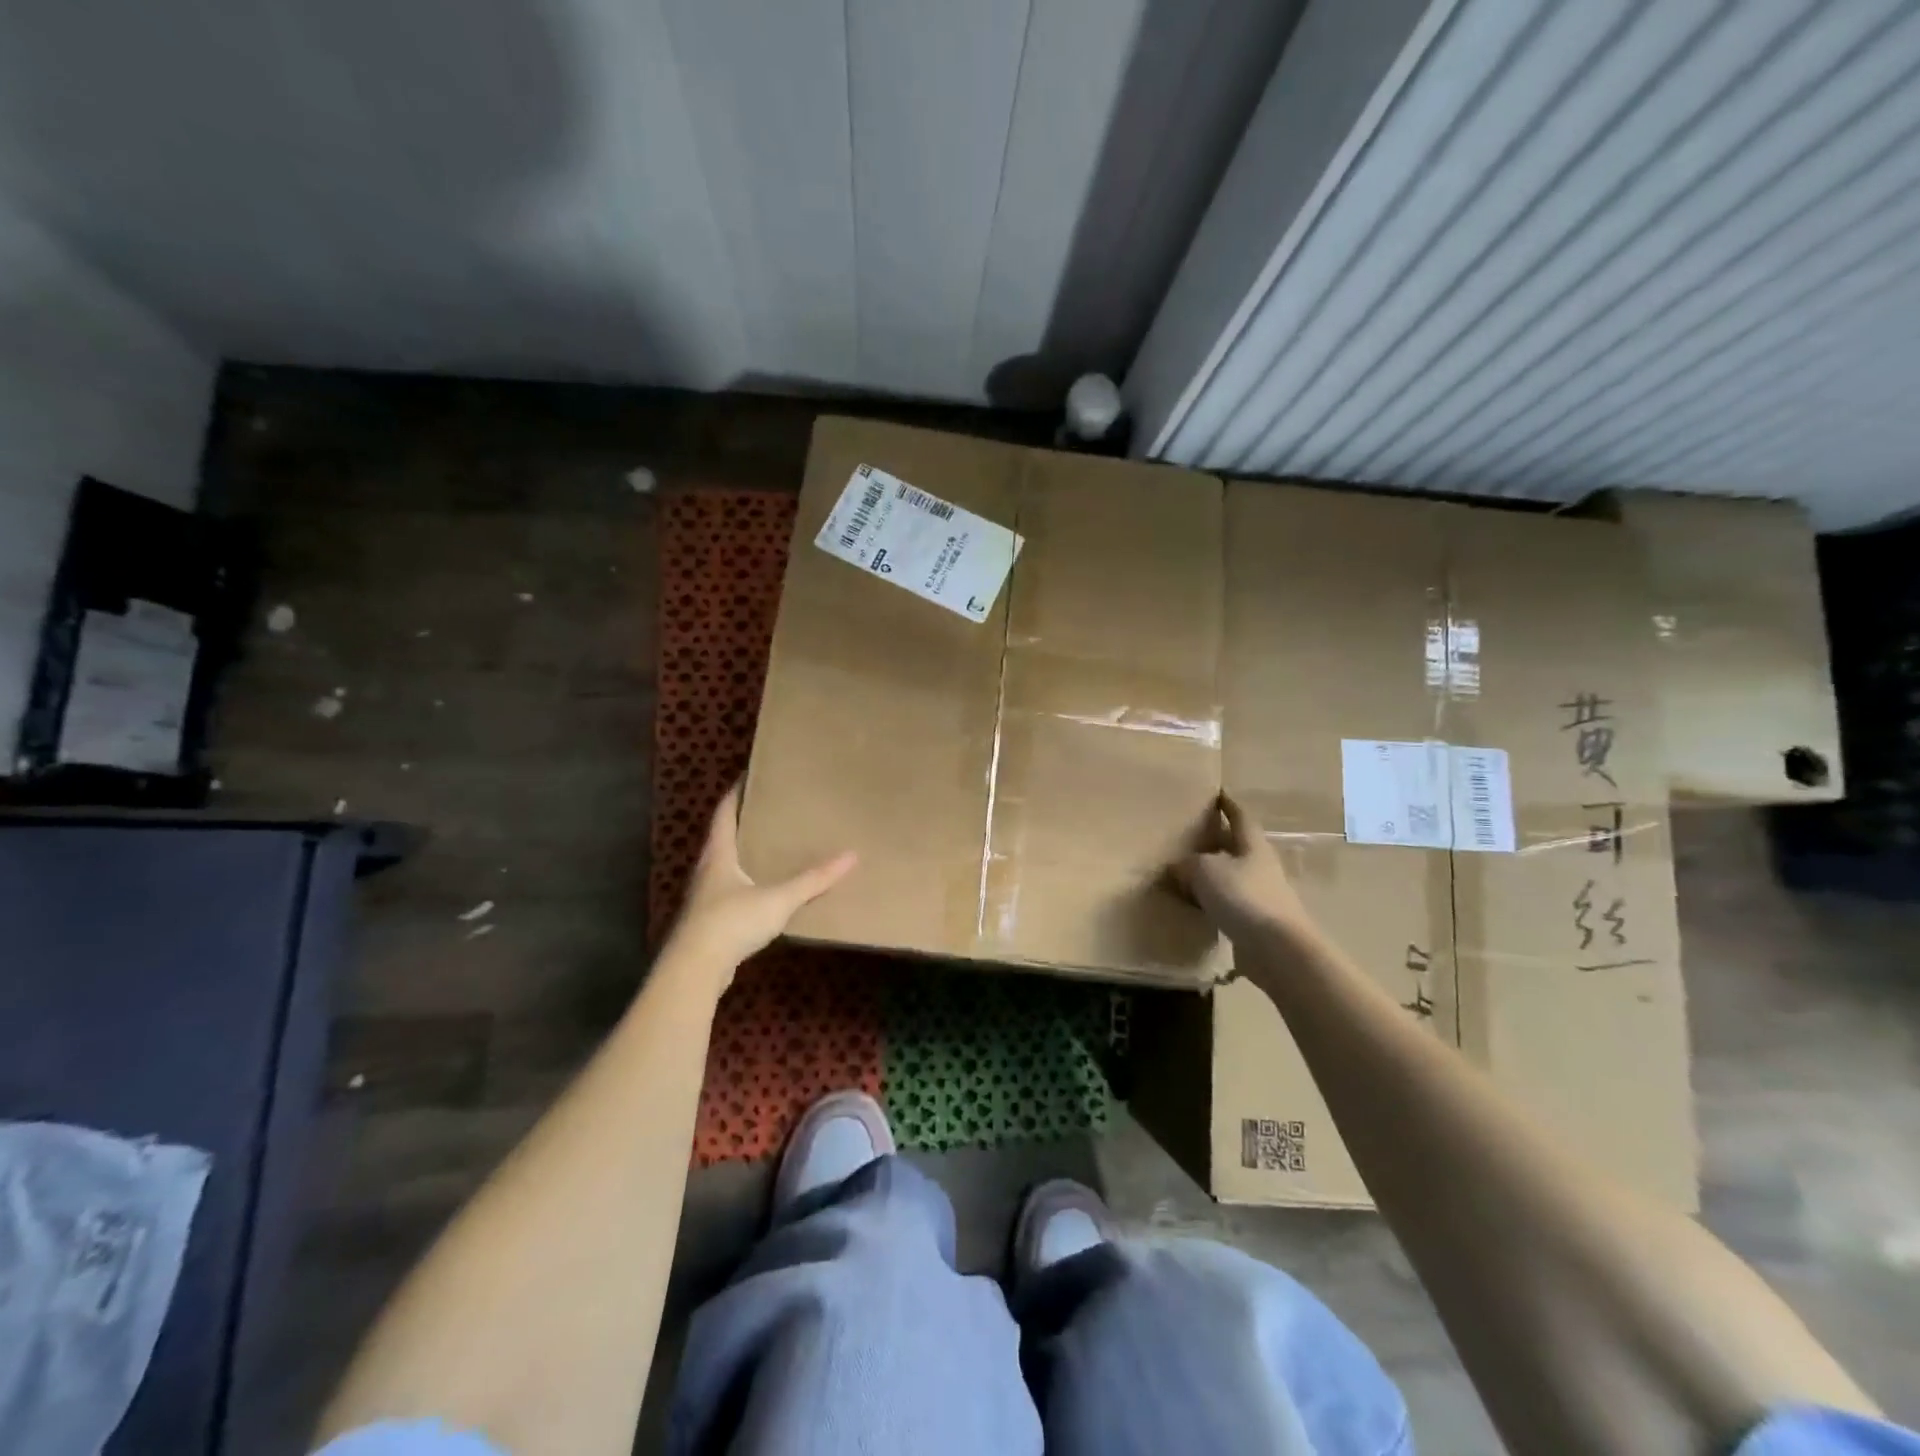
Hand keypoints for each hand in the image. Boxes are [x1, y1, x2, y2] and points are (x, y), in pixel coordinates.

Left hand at [670, 783, 856, 976]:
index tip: (749, 775)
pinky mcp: (709, 921)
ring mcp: (705, 897)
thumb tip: (851, 856)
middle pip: (722, 836)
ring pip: (724, 865)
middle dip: (742, 821)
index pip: (724, 812)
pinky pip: (729, 891)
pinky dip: (746, 882)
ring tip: (770, 845)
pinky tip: (764, 889)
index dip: (735, 792)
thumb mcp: (778, 899)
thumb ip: (813, 880)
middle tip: (769, 808)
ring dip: (743, 853)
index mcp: (718, 854)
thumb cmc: (731, 922)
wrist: (695, 970)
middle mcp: (707, 870)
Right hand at [1175, 792, 1316, 944]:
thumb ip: (1187, 864)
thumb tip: (1176, 867)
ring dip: (1212, 873)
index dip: (1227, 804)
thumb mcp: (1204, 870)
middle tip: (1189, 835)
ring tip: (1185, 872)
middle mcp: (1259, 865)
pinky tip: (1195, 906)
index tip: (1216, 794)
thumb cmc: (1243, 896)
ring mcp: (1261, 894)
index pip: (1239, 816)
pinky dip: (1212, 900)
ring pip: (1231, 875)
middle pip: (1235, 846)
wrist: (1277, 949)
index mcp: (1252, 844)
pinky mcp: (1256, 921)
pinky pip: (1229, 903)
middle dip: (1215, 840)